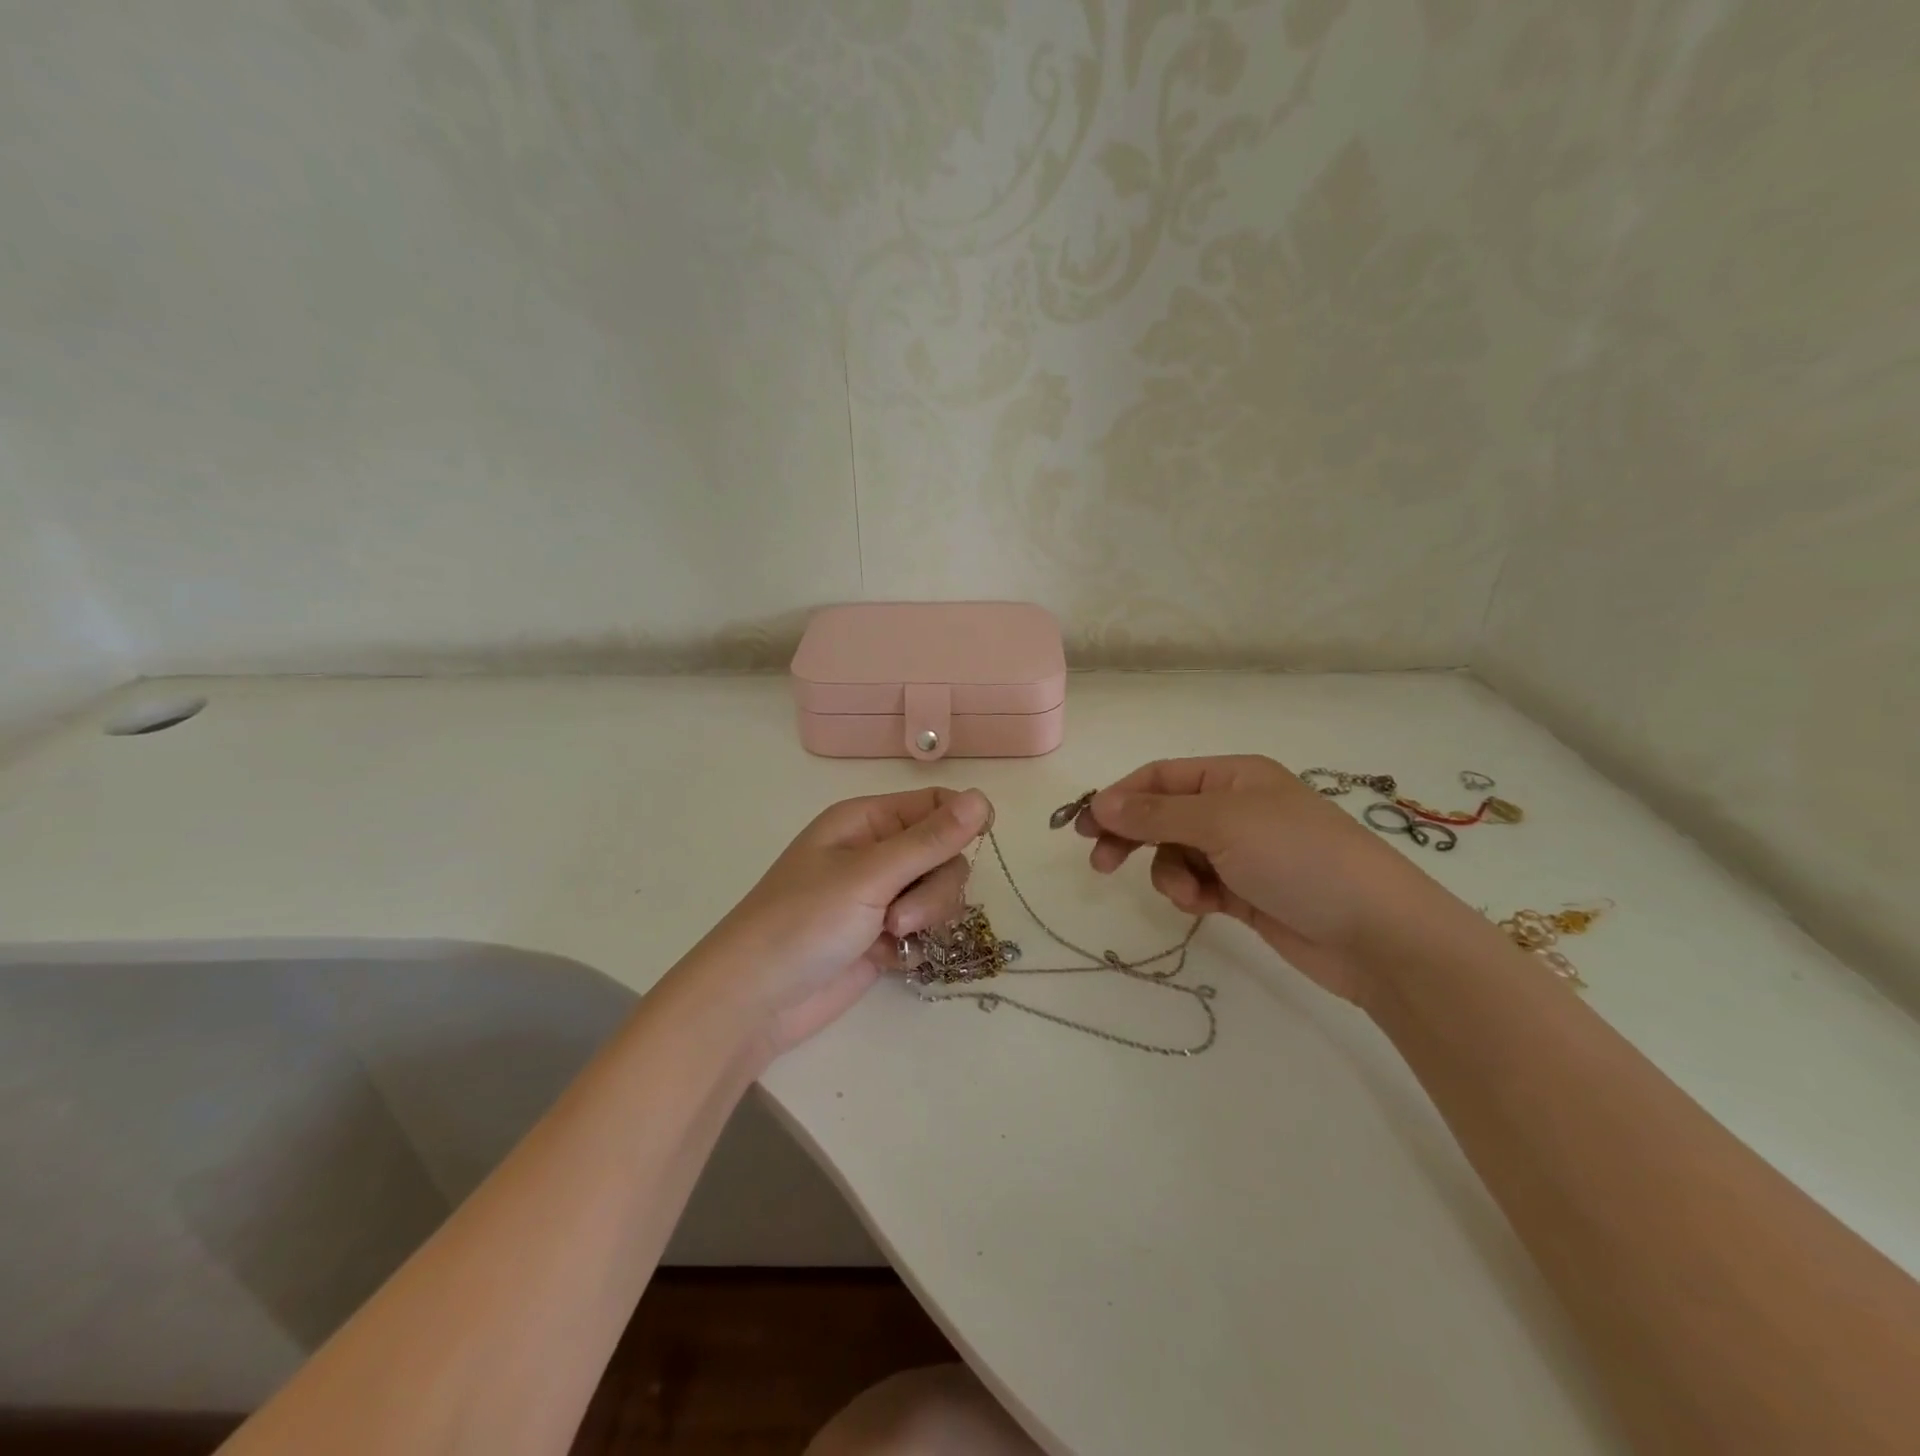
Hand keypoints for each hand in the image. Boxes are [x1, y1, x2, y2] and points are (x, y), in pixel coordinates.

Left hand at [693, 787, 991, 1056]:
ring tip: (890, 938)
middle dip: (936, 886)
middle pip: (945, 853)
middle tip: (901, 916)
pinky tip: (891, 960)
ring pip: (940, 894)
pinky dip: (917, 944)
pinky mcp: (883, 937)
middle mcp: (877, 853)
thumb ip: (929, 841)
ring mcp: (880, 896)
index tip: (978, 843)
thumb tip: (983, 798)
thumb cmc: (802, 922)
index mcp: (867, 820)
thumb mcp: (868, 876)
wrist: (754, 1001)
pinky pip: (926, 929)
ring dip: (926, 917)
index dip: (961, 820)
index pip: (934, 803)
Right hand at [1076, 756, 1453, 1005]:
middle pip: (1162, 814)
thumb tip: (1099, 802)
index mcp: (1234, 776)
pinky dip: (1191, 894)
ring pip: (1176, 854)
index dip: (1119, 797)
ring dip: (1169, 873)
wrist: (1377, 934)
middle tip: (1100, 863)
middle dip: (1132, 836)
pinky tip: (1204, 907)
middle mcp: (1235, 808)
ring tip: (1189, 894)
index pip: (1160, 777)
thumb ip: (1155, 813)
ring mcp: (1241, 852)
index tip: (1084, 826)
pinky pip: (1197, 884)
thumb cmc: (1298, 858)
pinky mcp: (1245, 893)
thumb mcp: (1222, 824)